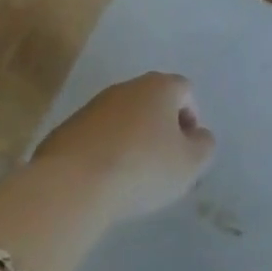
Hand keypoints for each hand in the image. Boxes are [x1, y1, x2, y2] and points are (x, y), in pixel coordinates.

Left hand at [30, 73, 215, 222]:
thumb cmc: (142, 167)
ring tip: (130, 176)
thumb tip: (198, 137)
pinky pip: (97, 136)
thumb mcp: (190, 164)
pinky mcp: (67, 128)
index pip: (185, 91)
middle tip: (162, 163)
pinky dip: (104, 151)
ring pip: (123, 118)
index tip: (186, 150)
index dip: (191, 118)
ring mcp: (94, 105)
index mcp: (160, 86)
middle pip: (153, 101)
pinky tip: (103, 180)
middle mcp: (128, 86)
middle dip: (161, 128)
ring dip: (131, 139)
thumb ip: (204, 146)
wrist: (71, 184)